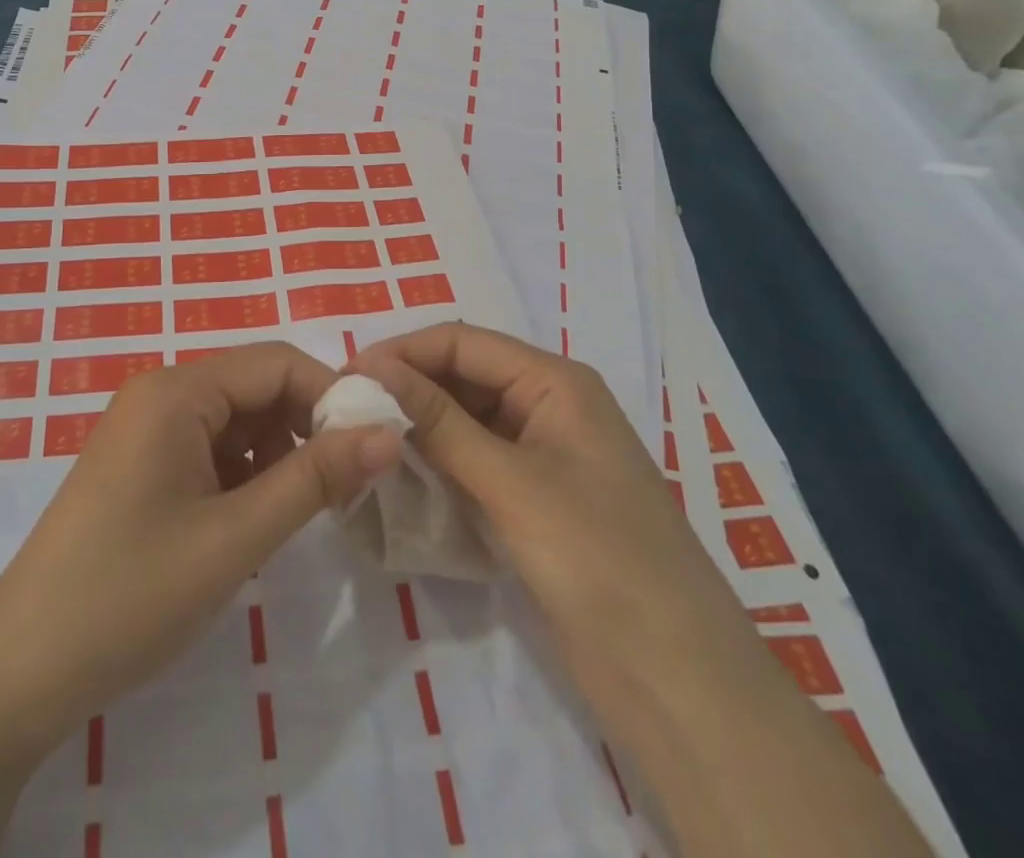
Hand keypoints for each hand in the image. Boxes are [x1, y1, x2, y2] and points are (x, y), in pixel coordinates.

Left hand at [0, 342, 403, 748]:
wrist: (21, 670)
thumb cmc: (132, 594)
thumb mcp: (236, 537)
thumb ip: (315, 479)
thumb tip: (388, 433)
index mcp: (176, 389)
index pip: (276, 363)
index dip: (331, 396)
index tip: (376, 447)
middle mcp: (160, 393)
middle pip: (256, 387)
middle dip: (305, 428)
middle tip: (346, 487)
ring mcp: (147, 428)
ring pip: (237, 421)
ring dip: (276, 455)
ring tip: (297, 513)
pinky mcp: (142, 463)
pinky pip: (210, 448)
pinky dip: (243, 475)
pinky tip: (249, 523)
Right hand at [353, 325, 933, 857]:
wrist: (678, 681)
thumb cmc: (597, 558)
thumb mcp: (509, 482)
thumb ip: (438, 422)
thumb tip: (371, 367)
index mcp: (555, 381)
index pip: (463, 343)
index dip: (404, 352)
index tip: (345, 376)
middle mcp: (548, 406)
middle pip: (463, 377)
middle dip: (407, 387)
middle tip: (345, 411)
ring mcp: (543, 456)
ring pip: (465, 420)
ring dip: (418, 427)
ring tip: (361, 439)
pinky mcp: (535, 501)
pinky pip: (475, 463)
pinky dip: (437, 464)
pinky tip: (398, 476)